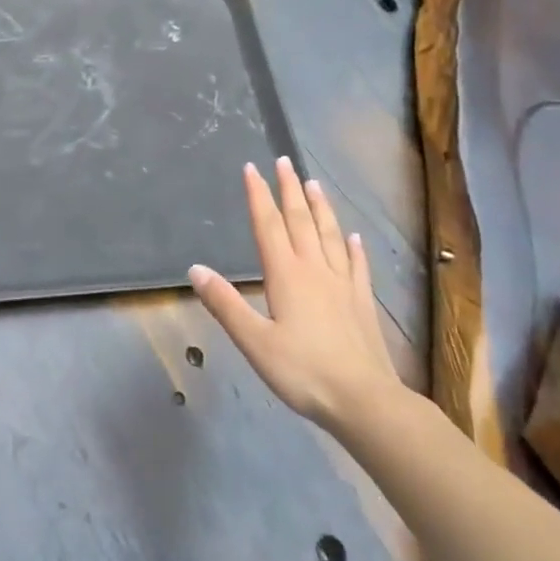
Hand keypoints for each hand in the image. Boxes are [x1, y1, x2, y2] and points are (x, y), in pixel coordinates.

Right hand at [190, 158, 403, 431]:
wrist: (363, 399)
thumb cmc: (302, 371)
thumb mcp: (254, 342)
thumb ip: (225, 304)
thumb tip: (195, 269)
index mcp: (286, 275)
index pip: (268, 225)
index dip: (259, 196)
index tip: (252, 168)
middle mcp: (315, 269)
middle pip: (300, 221)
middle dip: (289, 189)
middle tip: (284, 161)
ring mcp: (343, 283)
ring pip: (330, 235)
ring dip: (320, 207)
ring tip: (314, 183)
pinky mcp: (362, 301)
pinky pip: (358, 265)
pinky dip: (354, 247)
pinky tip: (354, 237)